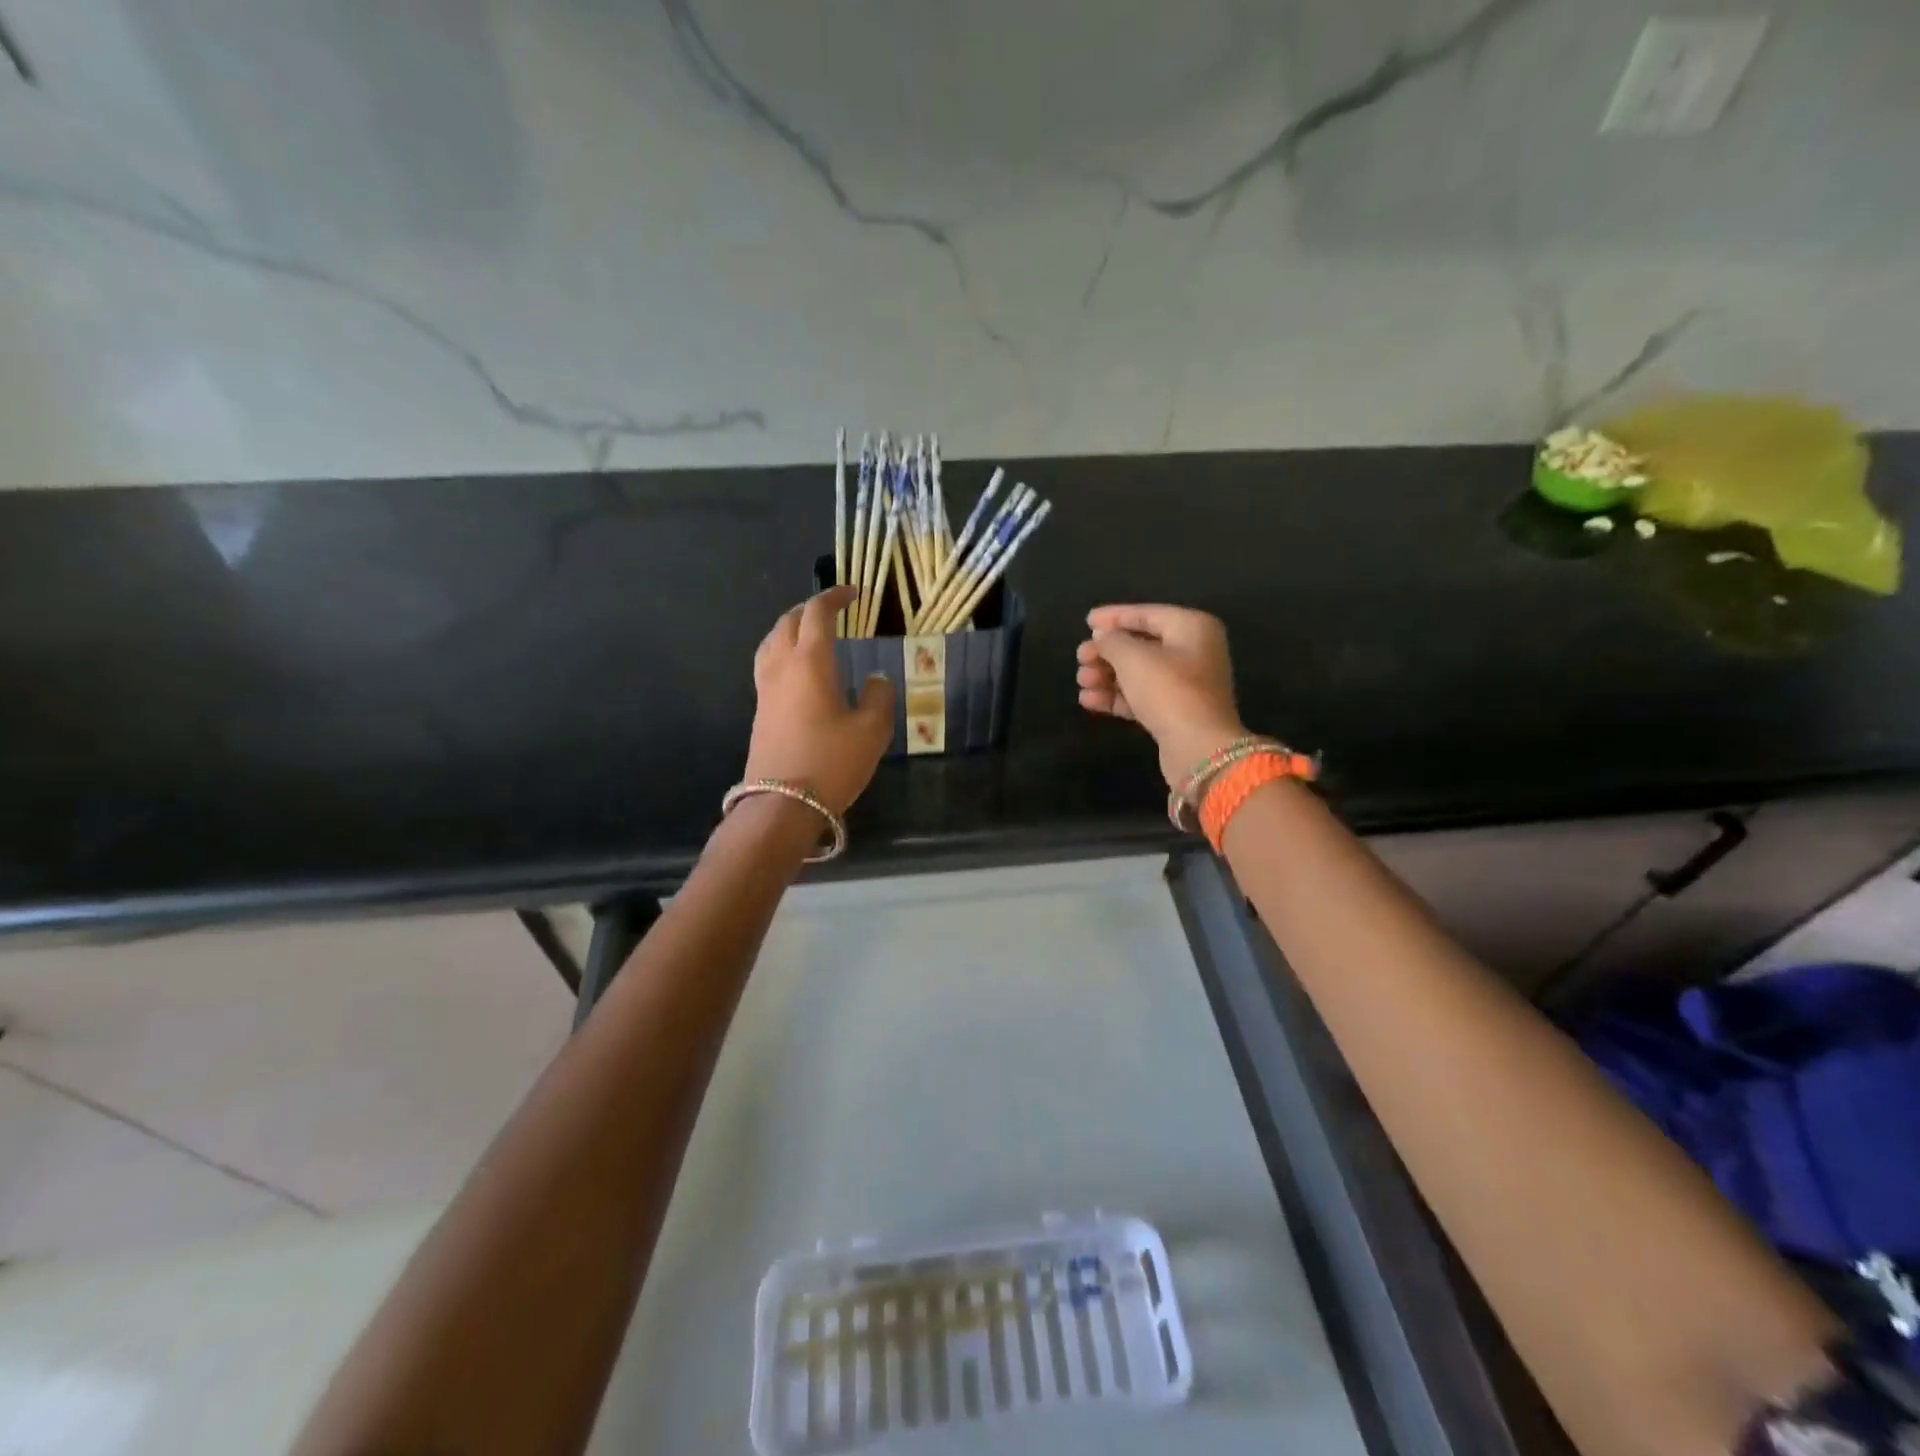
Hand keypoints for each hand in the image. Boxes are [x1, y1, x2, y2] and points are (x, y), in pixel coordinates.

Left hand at [746, 586, 895, 814]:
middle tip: (832, 610)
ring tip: (810, 633)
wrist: (782, 805)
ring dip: (791, 628)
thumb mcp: (872, 730)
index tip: (853, 593)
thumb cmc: (832, 762)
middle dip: (810, 609)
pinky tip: (798, 670)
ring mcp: (765, 690)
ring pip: (771, 642)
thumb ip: (879, 696)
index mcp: (810, 662)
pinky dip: (783, 652)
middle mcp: (782, 667)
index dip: (835, 598)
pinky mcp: (760, 712)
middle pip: (788, 622)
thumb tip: (875, 679)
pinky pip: (768, 665)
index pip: (817, 614)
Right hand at [1076, 604, 1246, 790]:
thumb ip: (1112, 641)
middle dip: (1106, 652)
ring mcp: (1186, 684)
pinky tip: (1089, 700)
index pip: (1146, 614)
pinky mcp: (1176, 712)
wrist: (1198, 747)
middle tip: (1080, 658)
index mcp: (1192, 628)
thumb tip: (1103, 637)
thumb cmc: (1168, 691)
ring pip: (1138, 673)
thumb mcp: (1133, 658)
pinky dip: (1116, 696)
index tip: (1086, 621)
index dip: (1114, 617)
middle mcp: (1193, 651)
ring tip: (1081, 682)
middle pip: (1141, 645)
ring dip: (1106, 676)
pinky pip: (1141, 696)